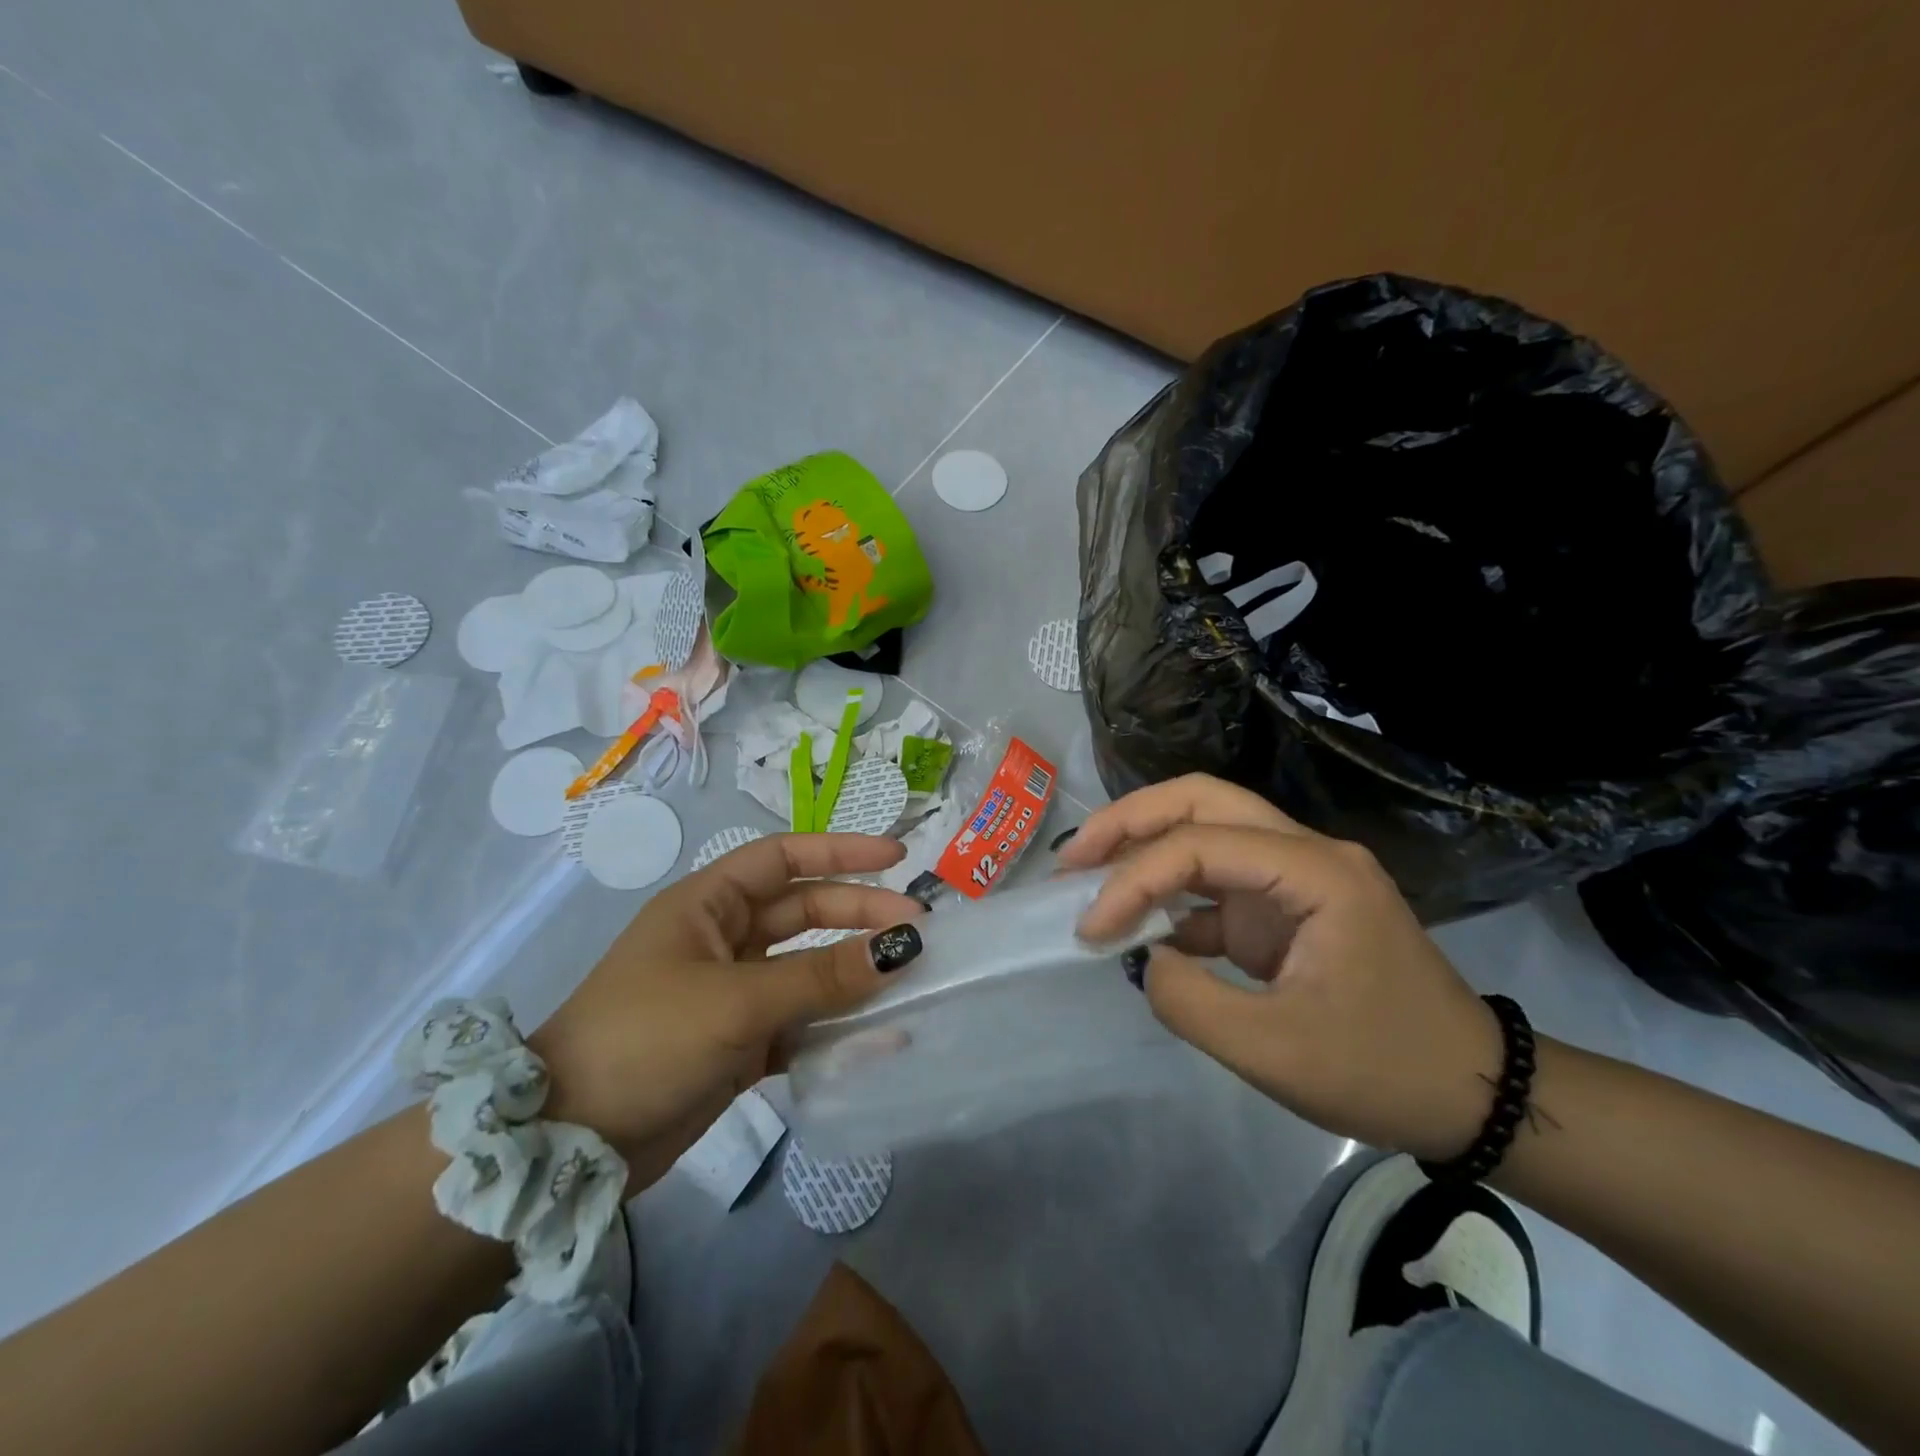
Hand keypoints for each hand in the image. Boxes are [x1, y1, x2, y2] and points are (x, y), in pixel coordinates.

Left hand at [530, 833, 925, 1188]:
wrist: (568, 1143)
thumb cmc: (645, 1040)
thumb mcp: (737, 1002)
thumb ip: (822, 977)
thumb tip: (900, 949)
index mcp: (708, 904)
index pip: (784, 858)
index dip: (841, 852)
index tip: (896, 859)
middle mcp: (722, 940)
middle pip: (804, 913)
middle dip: (859, 918)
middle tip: (918, 932)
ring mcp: (731, 993)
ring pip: (807, 971)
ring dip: (853, 975)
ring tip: (908, 981)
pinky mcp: (737, 1044)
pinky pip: (798, 1024)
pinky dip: (834, 1029)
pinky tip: (878, 1039)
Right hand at [1058, 775, 1499, 1160]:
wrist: (1472, 1094)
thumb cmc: (1382, 1071)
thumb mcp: (1273, 1053)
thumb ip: (1188, 1000)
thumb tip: (1143, 957)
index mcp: (1314, 872)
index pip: (1200, 846)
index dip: (1133, 880)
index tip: (1088, 928)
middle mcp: (1305, 853)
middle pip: (1203, 800)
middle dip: (1131, 820)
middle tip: (1074, 855)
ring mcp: (1297, 876)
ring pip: (1208, 829)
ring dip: (1146, 846)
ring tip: (1089, 873)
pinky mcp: (1288, 905)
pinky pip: (1218, 880)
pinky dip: (1172, 894)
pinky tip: (1137, 924)